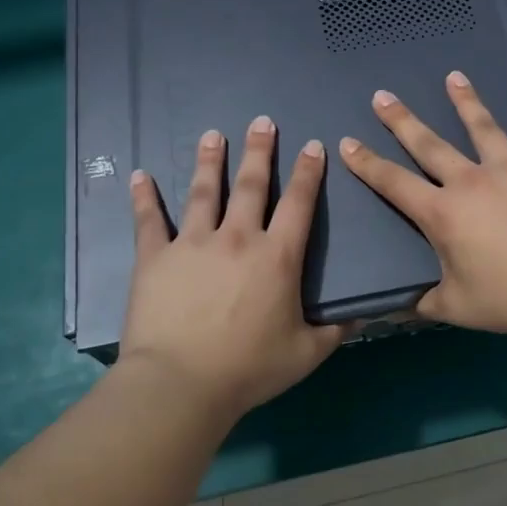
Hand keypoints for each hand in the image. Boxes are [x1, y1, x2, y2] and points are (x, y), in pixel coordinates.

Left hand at [118, 117, 347, 419]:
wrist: (181, 384)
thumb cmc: (249, 369)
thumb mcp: (306, 353)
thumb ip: (337, 329)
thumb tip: (367, 313)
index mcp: (277, 256)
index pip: (298, 203)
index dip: (308, 172)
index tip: (312, 145)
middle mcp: (237, 238)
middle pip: (250, 184)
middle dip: (259, 150)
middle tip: (261, 121)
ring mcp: (193, 243)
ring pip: (203, 191)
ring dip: (209, 161)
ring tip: (212, 135)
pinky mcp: (156, 257)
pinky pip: (149, 220)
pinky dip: (144, 197)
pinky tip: (139, 175)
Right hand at [338, 72, 506, 338]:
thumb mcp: (457, 307)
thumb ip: (424, 302)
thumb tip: (396, 308)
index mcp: (443, 213)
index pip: (394, 183)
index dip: (367, 164)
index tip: (348, 143)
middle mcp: (470, 181)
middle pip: (429, 144)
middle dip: (402, 121)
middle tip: (383, 97)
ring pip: (482, 127)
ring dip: (466, 100)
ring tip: (454, 77)